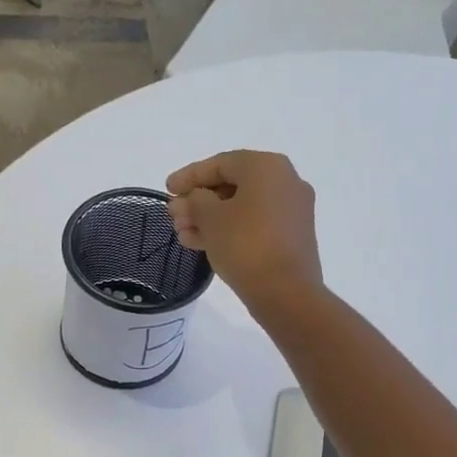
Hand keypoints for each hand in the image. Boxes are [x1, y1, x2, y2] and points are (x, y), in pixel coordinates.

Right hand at [165, 151, 323, 316]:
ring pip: (241, 207)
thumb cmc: (245, 244)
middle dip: (198, 201)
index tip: (166, 189)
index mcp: (267, 167)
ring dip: (209, 218)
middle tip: (173, 216)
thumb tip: (190, 199)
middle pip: (232, 185)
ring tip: (182, 233)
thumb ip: (194, 201)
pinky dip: (228, 229)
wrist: (286, 292)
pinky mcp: (290, 235)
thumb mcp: (210, 218)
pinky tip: (200, 243)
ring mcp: (291, 210)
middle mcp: (284, 181)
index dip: (189, 176)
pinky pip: (254, 223)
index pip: (220, 164)